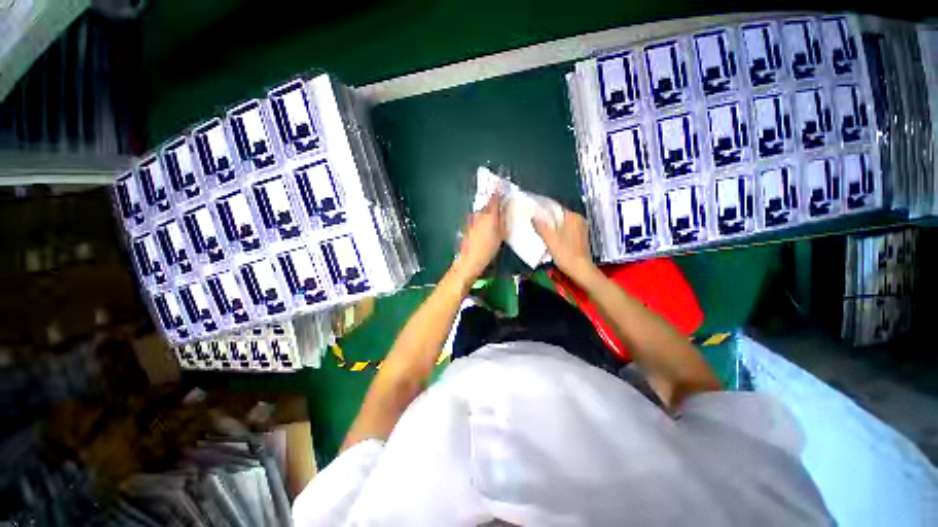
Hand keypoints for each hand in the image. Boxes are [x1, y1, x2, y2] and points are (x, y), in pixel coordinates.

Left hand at [453, 190, 504, 282]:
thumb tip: (505, 207)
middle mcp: (478, 214)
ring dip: (488, 210)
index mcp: (488, 214)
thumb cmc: (487, 248)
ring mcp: (471, 220)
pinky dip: (483, 218)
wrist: (469, 260)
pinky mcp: (467, 227)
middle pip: (487, 203)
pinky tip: (487, 225)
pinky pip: (477, 218)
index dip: (497, 188)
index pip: (493, 197)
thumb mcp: (501, 234)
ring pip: (482, 211)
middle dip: (493, 201)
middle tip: (502, 201)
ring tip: (496, 215)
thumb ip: (503, 219)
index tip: (500, 182)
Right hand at [532, 209, 597, 285]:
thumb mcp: (550, 240)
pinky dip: (558, 233)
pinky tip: (551, 240)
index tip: (533, 216)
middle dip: (547, 220)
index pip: (555, 208)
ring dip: (552, 228)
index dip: (543, 212)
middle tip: (535, 225)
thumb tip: (533, 217)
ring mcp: (581, 228)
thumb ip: (541, 227)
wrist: (581, 270)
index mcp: (573, 217)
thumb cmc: (566, 254)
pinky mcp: (580, 237)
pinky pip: (566, 230)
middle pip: (558, 216)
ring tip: (541, 233)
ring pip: (562, 224)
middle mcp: (579, 220)